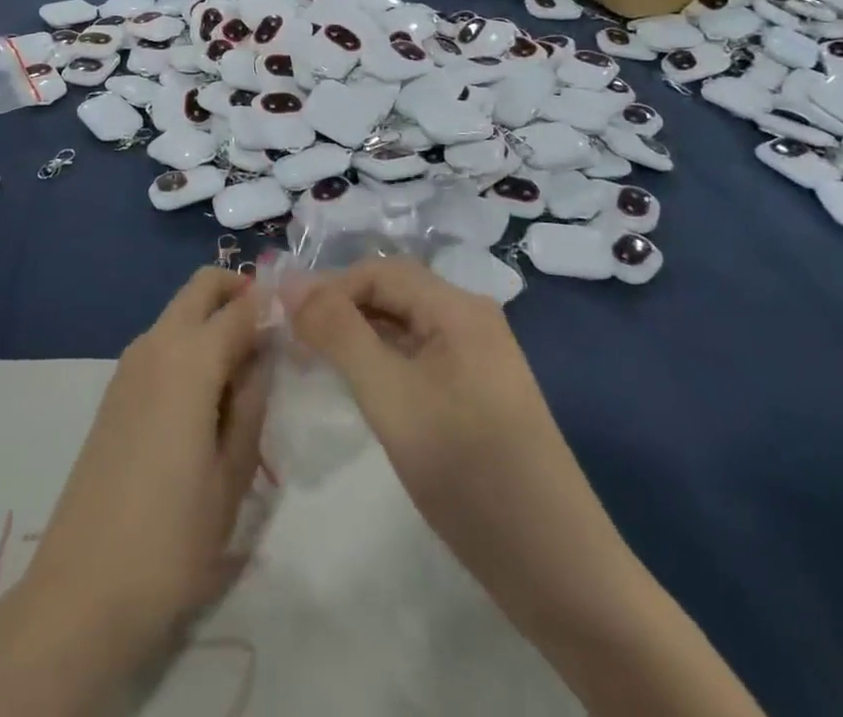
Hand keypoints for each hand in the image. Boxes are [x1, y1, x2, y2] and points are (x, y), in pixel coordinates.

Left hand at [20, 267, 268, 655]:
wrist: (82, 591)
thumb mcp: (234, 473)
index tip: (301, 322)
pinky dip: (190, 344)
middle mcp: (156, 344)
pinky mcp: (116, 390)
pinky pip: (162, 342)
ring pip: (180, 311)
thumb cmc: (172, 539)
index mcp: (190, 359)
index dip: (274, 307)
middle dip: (238, 292)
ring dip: (213, 319)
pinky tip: (207, 398)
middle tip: (271, 336)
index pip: (243, 306)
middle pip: (201, 286)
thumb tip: (264, 351)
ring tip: (246, 376)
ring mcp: (129, 365)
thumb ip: (253, 399)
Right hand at [284, 260, 765, 716]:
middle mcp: (472, 319)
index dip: (328, 288)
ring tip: (315, 366)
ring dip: (359, 338)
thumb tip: (290, 281)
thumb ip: (338, 333)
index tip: (282, 321)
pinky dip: (384, 364)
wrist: (559, 571)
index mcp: (458, 307)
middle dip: (341, 311)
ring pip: (405, 328)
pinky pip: (421, 359)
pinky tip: (362, 390)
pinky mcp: (479, 394)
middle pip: (393, 294)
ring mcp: (479, 358)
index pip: (378, 271)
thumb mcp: (391, 397)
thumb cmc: (469, 472)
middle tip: (293, 345)